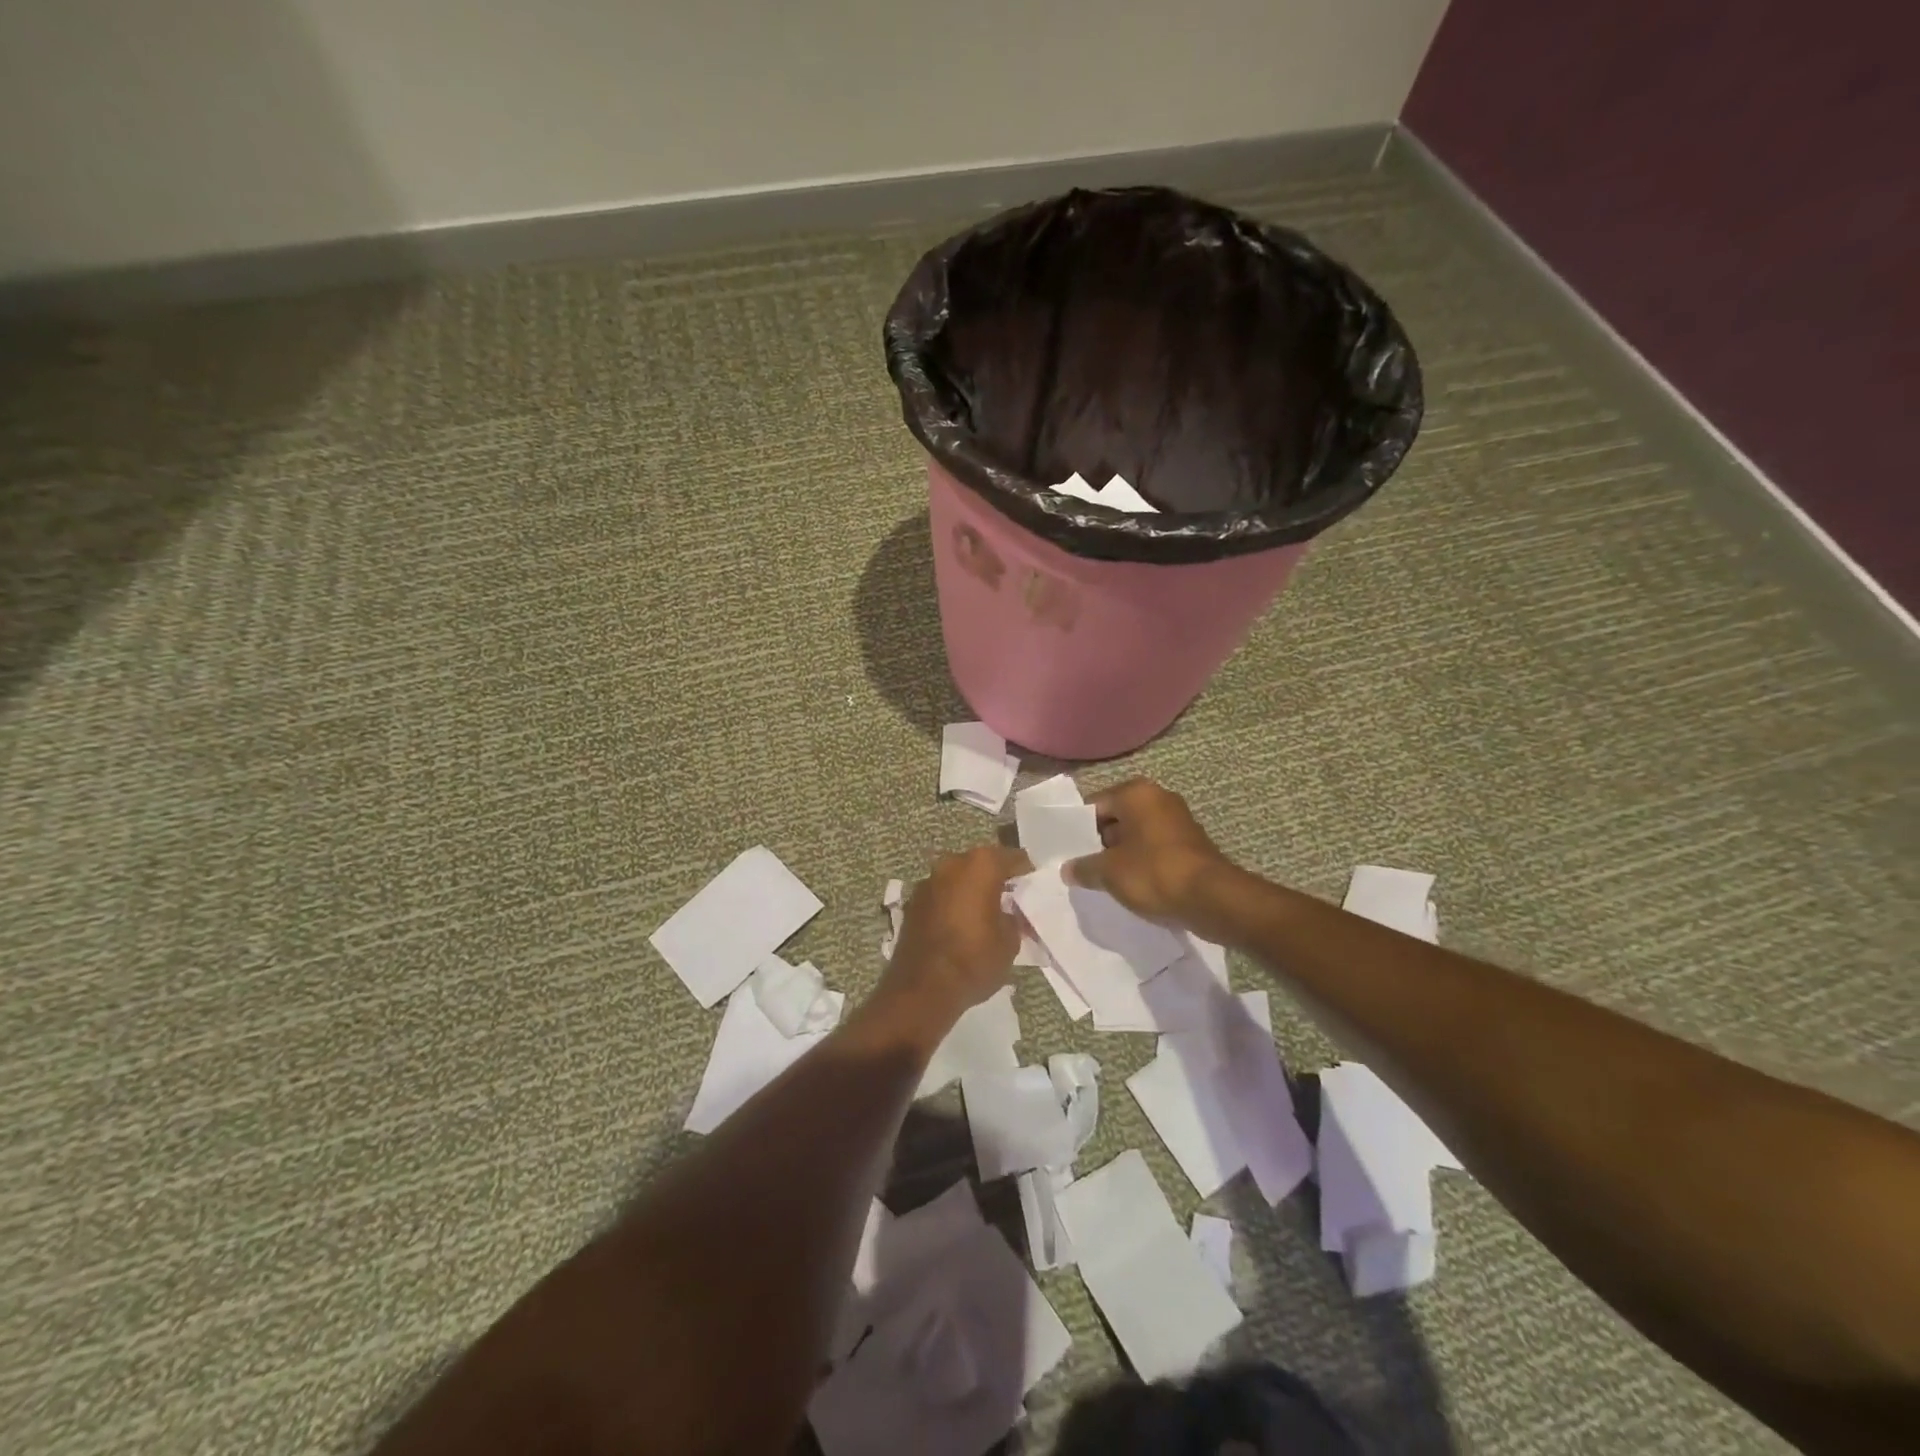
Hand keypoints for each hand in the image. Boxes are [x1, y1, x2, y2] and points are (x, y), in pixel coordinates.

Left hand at [879, 844, 1030, 1034]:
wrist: (923, 987)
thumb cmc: (974, 959)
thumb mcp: (1010, 941)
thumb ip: (1014, 918)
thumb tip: (1010, 912)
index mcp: (980, 866)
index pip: (1012, 858)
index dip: (1026, 871)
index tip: (1033, 886)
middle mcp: (952, 864)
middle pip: (981, 863)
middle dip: (996, 878)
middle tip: (1011, 898)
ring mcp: (928, 881)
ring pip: (959, 877)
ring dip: (972, 889)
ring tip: (986, 912)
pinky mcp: (913, 902)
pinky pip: (942, 894)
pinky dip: (953, 902)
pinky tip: (962, 923)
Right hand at [1065, 779, 1232, 926]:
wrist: (1212, 899)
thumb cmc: (1154, 873)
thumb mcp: (1108, 872)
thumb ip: (1084, 868)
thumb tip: (1067, 869)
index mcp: (1136, 793)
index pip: (1095, 805)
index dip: (1077, 829)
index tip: (1066, 851)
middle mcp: (1158, 798)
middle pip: (1117, 818)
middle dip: (1099, 842)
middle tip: (1081, 866)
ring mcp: (1178, 820)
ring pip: (1136, 835)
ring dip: (1121, 854)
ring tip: (1102, 879)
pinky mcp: (1191, 844)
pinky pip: (1155, 849)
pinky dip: (1142, 863)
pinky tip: (1131, 885)